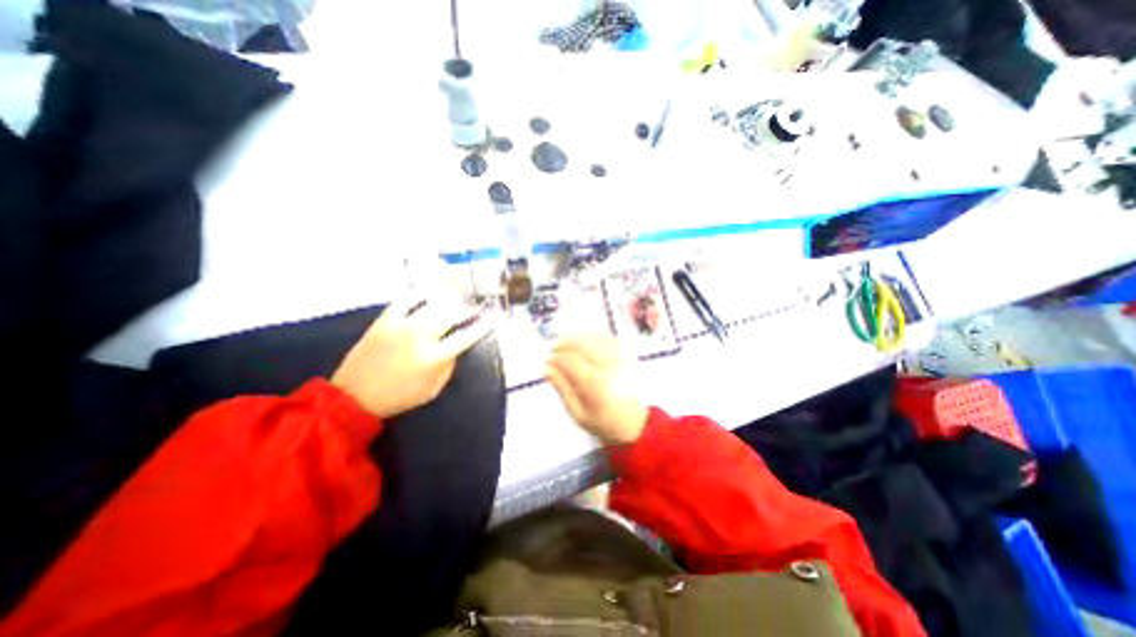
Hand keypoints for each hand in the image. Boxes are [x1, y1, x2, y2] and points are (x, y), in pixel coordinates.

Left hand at [330, 293, 487, 422]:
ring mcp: (402, 325)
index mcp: (434, 357)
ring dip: (450, 294)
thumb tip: (456, 347)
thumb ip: (449, 367)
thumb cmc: (398, 397)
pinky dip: (420, 292)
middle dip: (469, 307)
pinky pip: (406, 300)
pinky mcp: (385, 320)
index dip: (482, 326)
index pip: (465, 336)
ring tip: (461, 286)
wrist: (353, 396)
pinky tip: (430, 288)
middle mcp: (421, 337)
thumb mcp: (432, 390)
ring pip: (432, 302)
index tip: (492, 318)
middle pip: (452, 314)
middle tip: (478, 303)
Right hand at [548, 336, 646, 444]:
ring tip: (565, 343)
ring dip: (577, 337)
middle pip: (582, 345)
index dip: (555, 358)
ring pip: (595, 338)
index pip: (570, 361)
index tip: (547, 361)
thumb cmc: (604, 422)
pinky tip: (584, 341)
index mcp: (596, 384)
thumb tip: (547, 369)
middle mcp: (609, 367)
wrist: (636, 424)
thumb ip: (563, 389)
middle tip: (553, 349)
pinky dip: (593, 336)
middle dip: (564, 343)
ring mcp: (620, 358)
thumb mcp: (578, 413)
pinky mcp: (627, 356)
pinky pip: (608, 338)